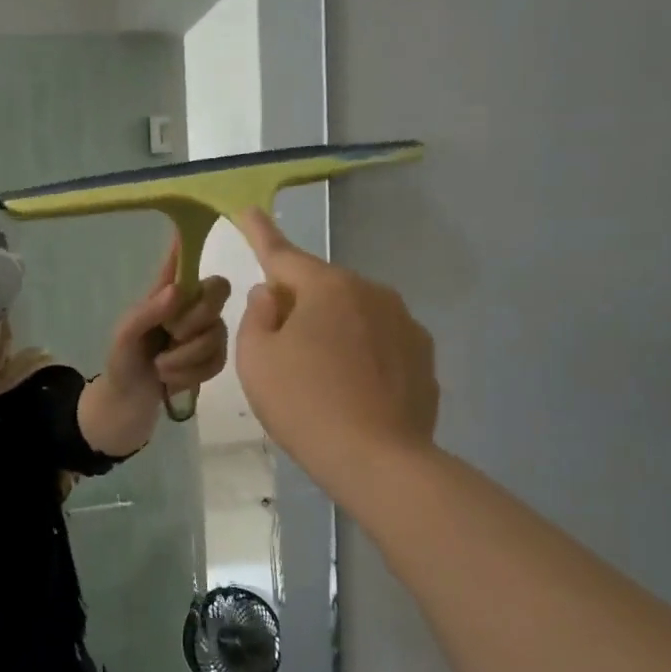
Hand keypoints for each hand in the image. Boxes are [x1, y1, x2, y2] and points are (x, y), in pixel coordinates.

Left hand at [103, 239, 231, 399]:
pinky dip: (193, 373)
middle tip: (170, 335)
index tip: (205, 217)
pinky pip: (219, 359)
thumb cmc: (121, 364)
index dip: (194, 239)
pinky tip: (172, 380)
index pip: (182, 259)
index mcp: (164, 293)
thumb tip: (178, 290)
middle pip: (218, 290)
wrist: (128, 407)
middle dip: (195, 319)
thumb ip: (147, 312)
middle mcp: (189, 307)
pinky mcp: (212, 359)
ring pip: (218, 332)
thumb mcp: (124, 337)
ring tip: (161, 367)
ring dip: (186, 357)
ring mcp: (204, 333)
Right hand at [232, 208, 438, 502]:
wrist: (378, 460)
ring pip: (352, 315)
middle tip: (276, 344)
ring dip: (330, 330)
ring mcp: (404, 324)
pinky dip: (359, 355)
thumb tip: (272, 295)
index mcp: (327, 287)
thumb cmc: (303, 403)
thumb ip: (257, 316)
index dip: (260, 234)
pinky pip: (378, 343)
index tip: (248, 211)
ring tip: (317, 376)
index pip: (283, 254)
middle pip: (320, 288)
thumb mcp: (255, 358)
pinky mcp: (423, 357)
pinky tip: (350, 390)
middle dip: (297, 303)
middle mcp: (371, 293)